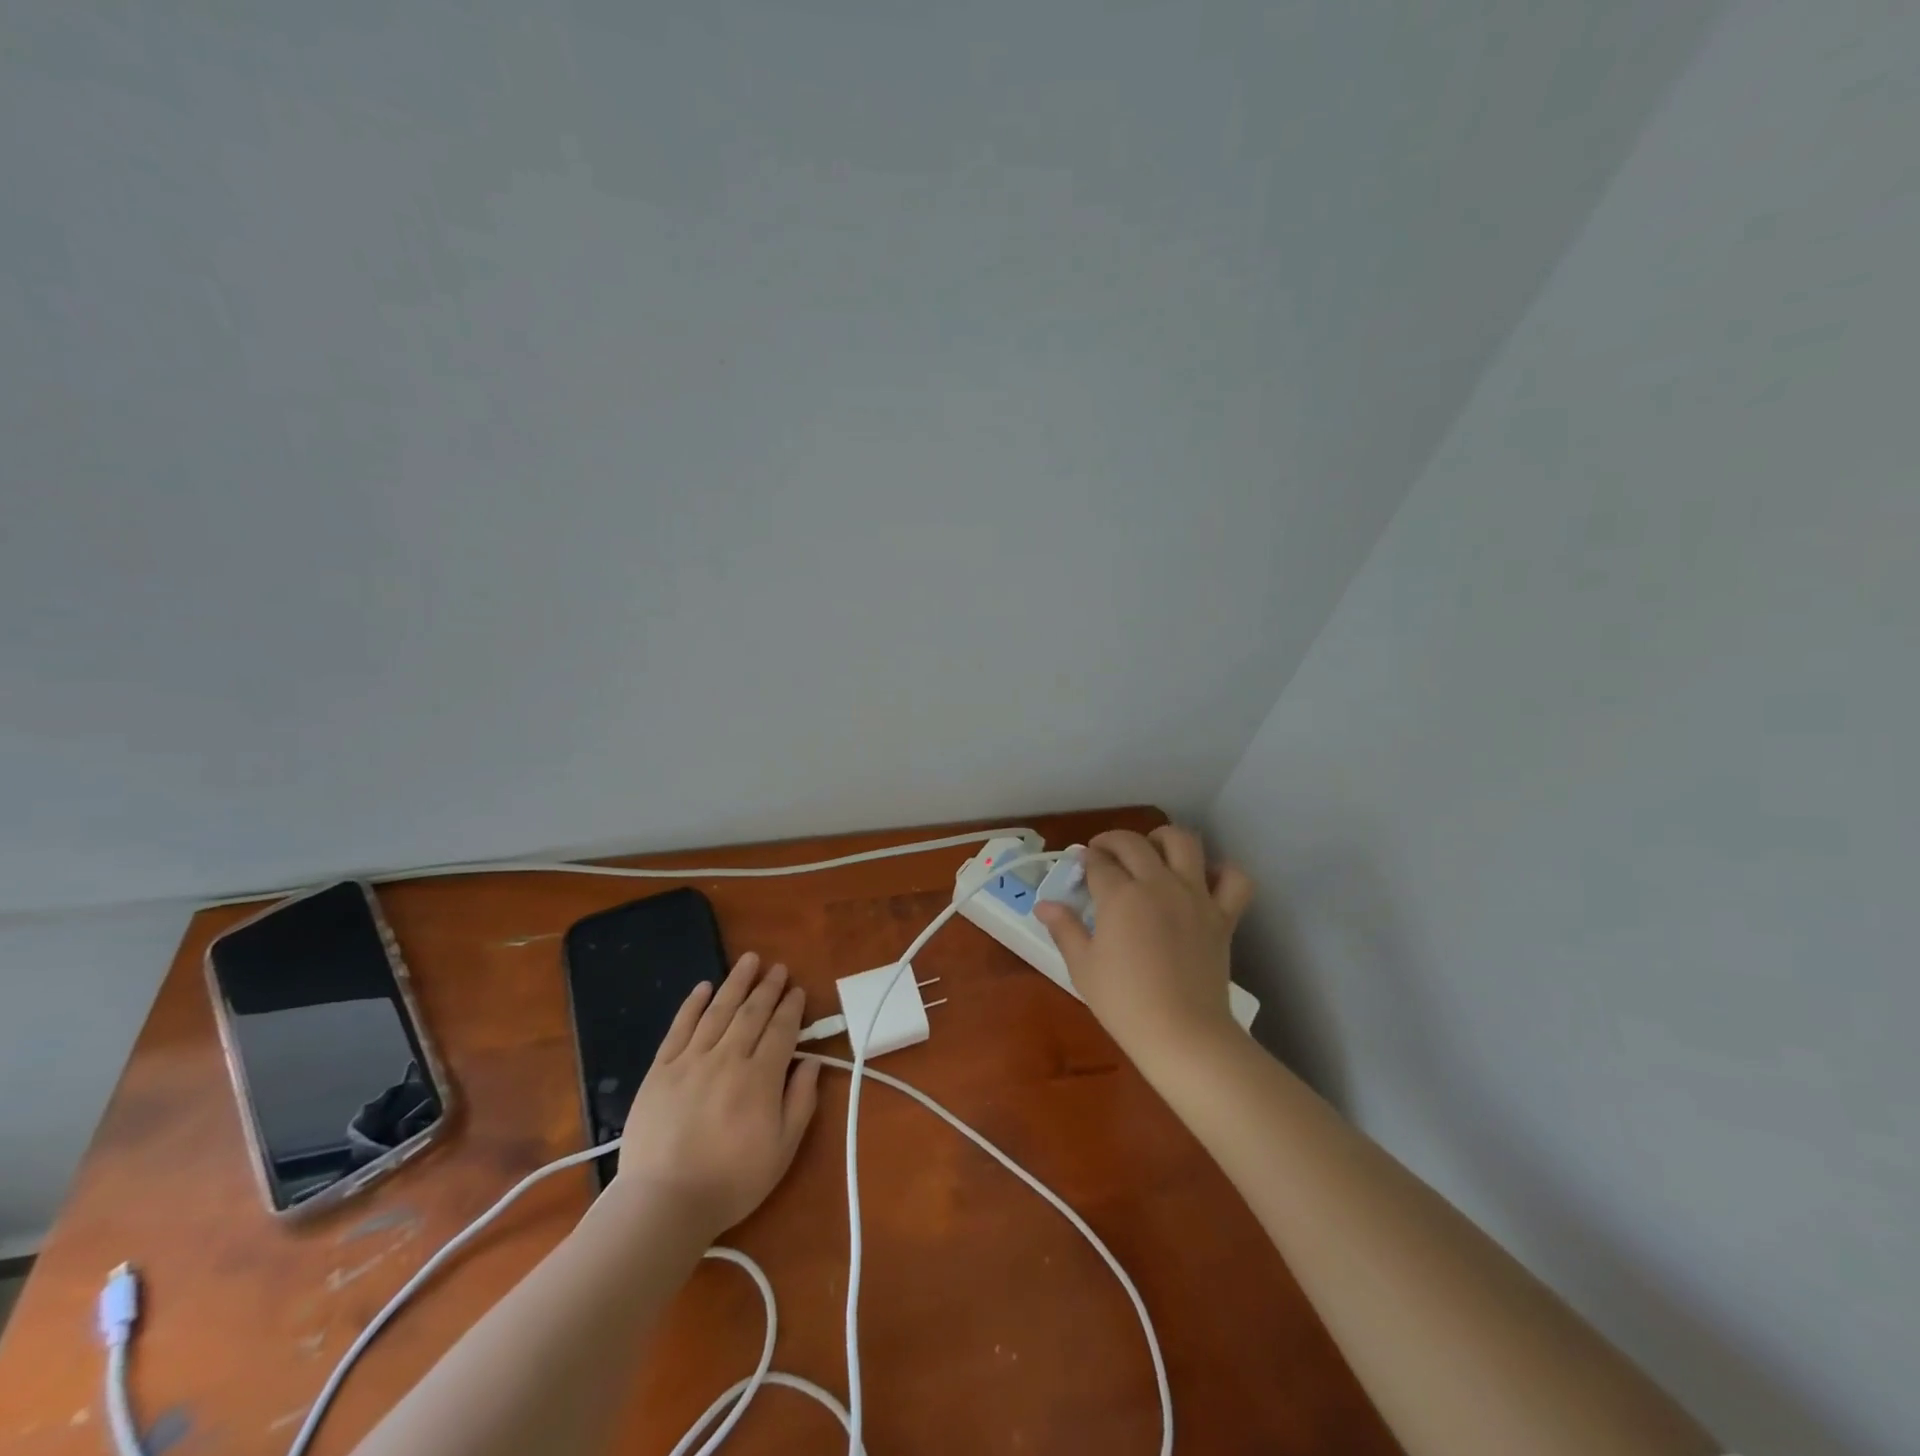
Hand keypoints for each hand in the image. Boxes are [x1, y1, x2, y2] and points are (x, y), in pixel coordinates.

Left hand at [608, 952, 821, 1238]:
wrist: (663, 1204)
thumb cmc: (731, 1181)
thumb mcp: (782, 1150)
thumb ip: (800, 1101)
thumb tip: (811, 1062)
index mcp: (760, 1077)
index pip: (781, 1030)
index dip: (791, 1008)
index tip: (798, 991)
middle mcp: (727, 1058)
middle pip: (752, 1013)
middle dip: (768, 987)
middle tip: (778, 968)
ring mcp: (690, 1060)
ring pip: (718, 1011)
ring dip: (736, 983)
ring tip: (748, 960)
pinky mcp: (660, 1070)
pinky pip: (679, 1027)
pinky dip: (693, 1004)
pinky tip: (703, 987)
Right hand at [1034, 827, 1254, 1065]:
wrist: (1183, 1034)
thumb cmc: (1124, 1003)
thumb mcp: (1083, 967)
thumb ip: (1065, 929)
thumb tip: (1044, 906)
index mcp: (1120, 896)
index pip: (1099, 862)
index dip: (1085, 860)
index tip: (1079, 868)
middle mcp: (1158, 884)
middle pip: (1134, 843)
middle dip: (1112, 841)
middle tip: (1103, 855)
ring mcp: (1195, 896)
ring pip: (1184, 842)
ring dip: (1163, 839)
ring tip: (1152, 852)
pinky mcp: (1223, 915)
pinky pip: (1234, 879)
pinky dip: (1222, 871)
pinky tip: (1204, 880)